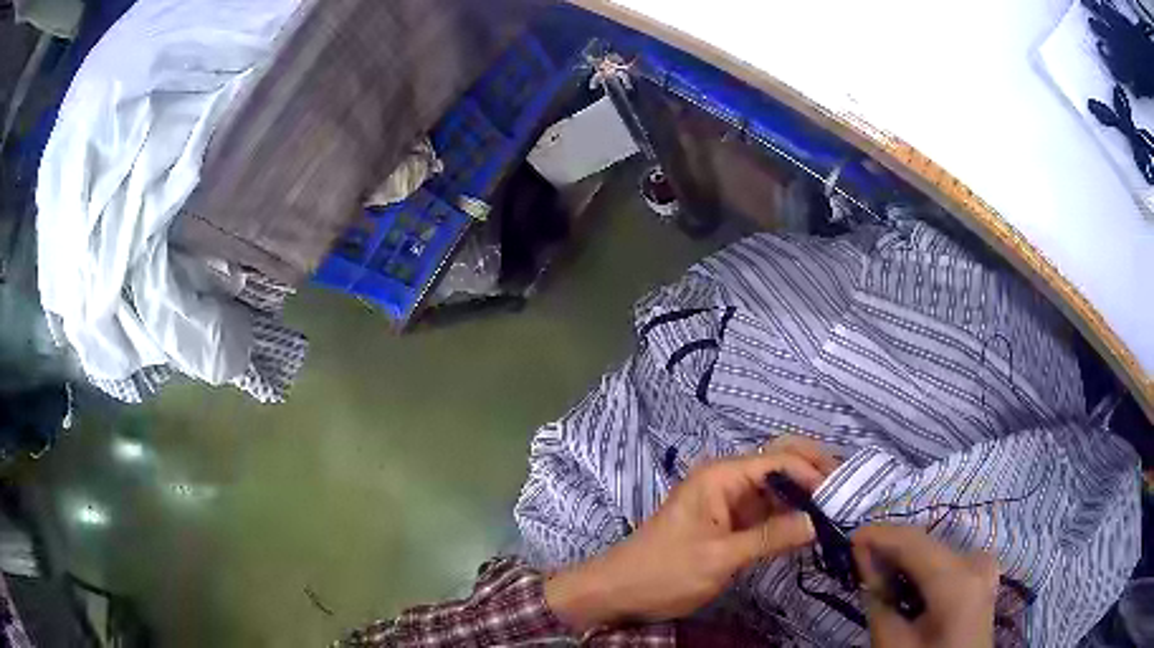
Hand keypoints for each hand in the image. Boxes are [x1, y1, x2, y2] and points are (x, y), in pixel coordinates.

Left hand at [545, 436, 837, 631]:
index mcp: (720, 476)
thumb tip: (817, 522)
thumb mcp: (719, 558)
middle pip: (779, 463)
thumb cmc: (664, 572)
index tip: (842, 494)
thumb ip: (770, 538)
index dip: (812, 473)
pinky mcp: (728, 522)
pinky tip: (811, 524)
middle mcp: (726, 479)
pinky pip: (765, 510)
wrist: (618, 591)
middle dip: (813, 471)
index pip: (778, 460)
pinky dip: (789, 514)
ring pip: (775, 487)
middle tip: (846, 490)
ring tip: (839, 506)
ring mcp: (727, 501)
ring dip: (804, 494)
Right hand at [852, 525, 998, 647]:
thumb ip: (879, 601)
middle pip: (926, 545)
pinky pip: (947, 561)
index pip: (914, 542)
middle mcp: (975, 561)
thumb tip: (864, 559)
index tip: (849, 537)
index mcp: (957, 579)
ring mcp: (983, 566)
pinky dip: (923, 568)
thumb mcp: (894, 643)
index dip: (880, 535)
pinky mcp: (982, 575)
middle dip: (891, 550)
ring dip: (905, 560)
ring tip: (877, 573)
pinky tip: (905, 581)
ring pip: (935, 552)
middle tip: (857, 560)